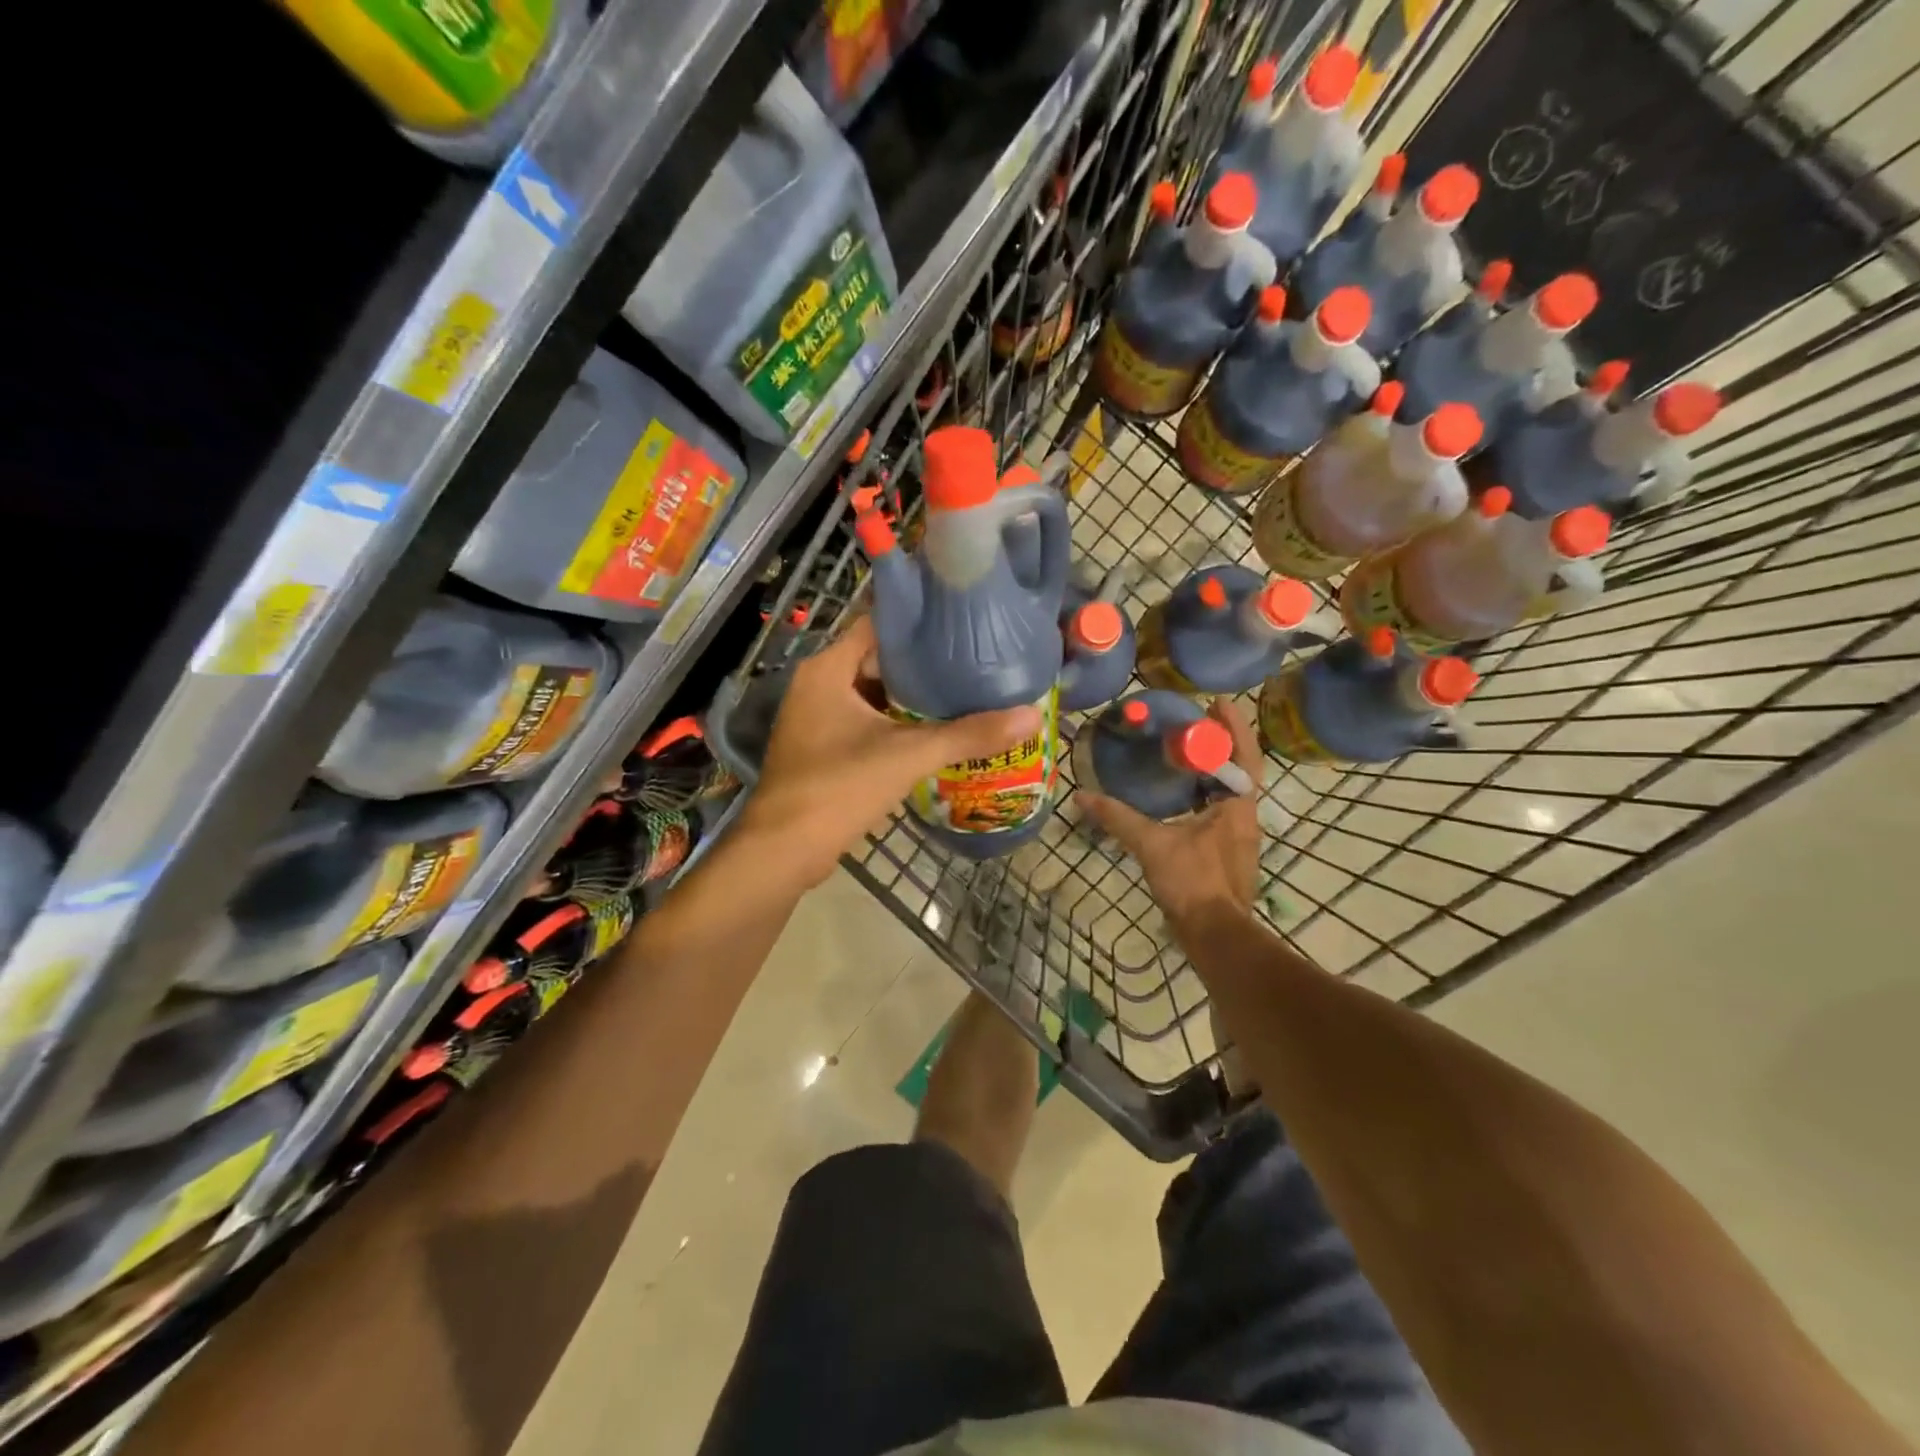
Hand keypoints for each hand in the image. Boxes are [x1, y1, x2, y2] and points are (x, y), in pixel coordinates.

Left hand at [743, 616, 1041, 886]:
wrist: (784, 850)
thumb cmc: (839, 787)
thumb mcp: (908, 756)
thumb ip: (968, 735)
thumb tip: (1031, 716)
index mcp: (828, 669)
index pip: (878, 624)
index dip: (920, 622)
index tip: (963, 622)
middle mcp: (818, 684)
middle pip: (878, 658)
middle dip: (924, 663)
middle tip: (974, 660)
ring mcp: (817, 718)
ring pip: (873, 693)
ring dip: (912, 696)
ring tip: (964, 691)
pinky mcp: (822, 747)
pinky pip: (866, 721)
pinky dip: (897, 723)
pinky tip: (935, 731)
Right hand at [1078, 696, 1264, 934]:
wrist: (1215, 936)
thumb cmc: (1193, 883)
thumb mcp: (1152, 845)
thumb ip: (1118, 818)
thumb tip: (1082, 796)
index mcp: (1237, 808)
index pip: (1244, 756)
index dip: (1234, 727)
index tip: (1217, 703)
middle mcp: (1244, 818)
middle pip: (1238, 771)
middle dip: (1219, 745)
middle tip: (1193, 724)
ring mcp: (1237, 838)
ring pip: (1228, 793)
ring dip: (1212, 770)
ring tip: (1185, 752)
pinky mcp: (1225, 854)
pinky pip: (1218, 811)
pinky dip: (1203, 795)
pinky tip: (1179, 796)